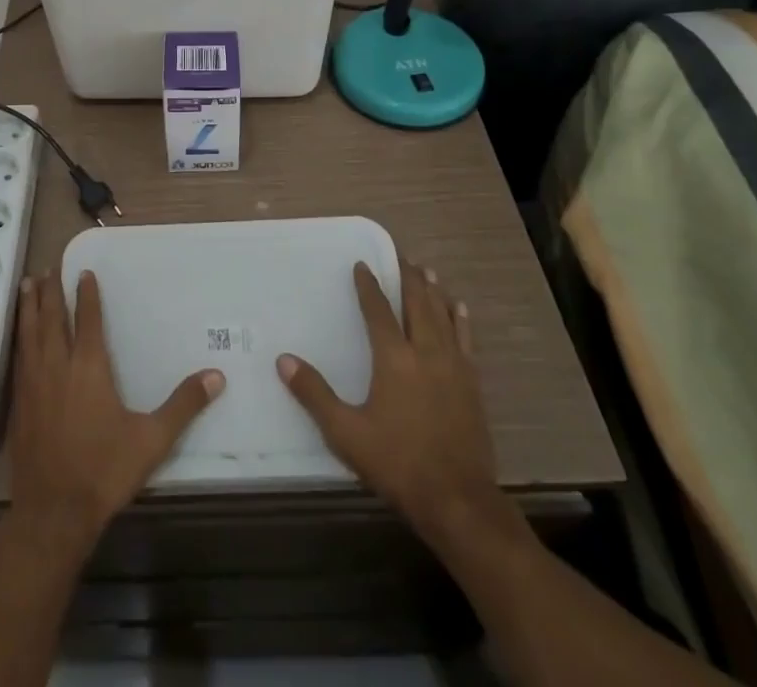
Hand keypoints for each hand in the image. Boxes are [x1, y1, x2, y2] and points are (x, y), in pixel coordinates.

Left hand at [6, 272, 224, 557]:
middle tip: (47, 268)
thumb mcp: (152, 439)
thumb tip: (216, 376)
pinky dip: (19, 337)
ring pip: (30, 333)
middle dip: (50, 291)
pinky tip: (19, 336)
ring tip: (27, 285)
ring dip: (29, 307)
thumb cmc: (104, 470)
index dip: (86, 294)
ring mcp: (34, 383)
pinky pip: (18, 357)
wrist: (53, 512)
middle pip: (51, 318)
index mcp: (89, 366)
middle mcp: (58, 365)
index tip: (84, 272)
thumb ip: (184, 405)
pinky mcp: (19, 403)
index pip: (87, 319)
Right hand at [277, 261, 517, 553]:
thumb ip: (315, 394)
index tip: (362, 264)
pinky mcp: (472, 385)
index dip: (369, 285)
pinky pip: (466, 340)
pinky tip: (460, 309)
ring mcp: (454, 367)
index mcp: (394, 358)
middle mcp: (425, 352)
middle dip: (407, 277)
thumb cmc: (398, 463)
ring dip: (433, 291)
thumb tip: (283, 360)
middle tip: (400, 256)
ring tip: (427, 272)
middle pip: (417, 303)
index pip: (378, 310)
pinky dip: (461, 320)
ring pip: (443, 316)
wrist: (458, 500)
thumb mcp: (346, 433)